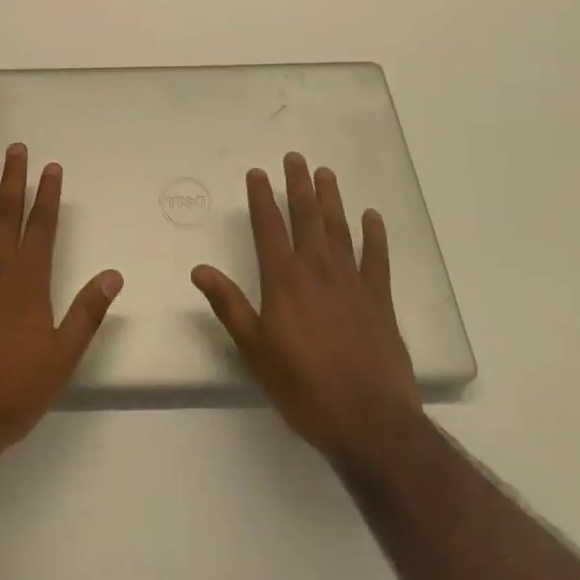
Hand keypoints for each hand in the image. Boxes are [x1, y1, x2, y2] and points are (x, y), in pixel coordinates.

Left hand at [0, 143, 122, 450]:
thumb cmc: (12, 391)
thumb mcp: (62, 358)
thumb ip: (87, 312)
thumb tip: (113, 275)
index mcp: (29, 280)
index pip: (41, 225)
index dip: (47, 194)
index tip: (51, 167)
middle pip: (7, 212)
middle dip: (15, 178)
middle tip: (16, 148)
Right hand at [192, 152, 419, 463]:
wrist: (370, 422)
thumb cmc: (304, 388)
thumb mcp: (255, 351)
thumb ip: (229, 306)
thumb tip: (200, 269)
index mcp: (284, 280)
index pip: (269, 226)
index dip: (261, 197)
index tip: (258, 173)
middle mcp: (317, 269)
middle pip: (306, 216)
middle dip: (298, 185)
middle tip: (296, 158)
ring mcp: (352, 281)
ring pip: (339, 228)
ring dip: (331, 199)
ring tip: (325, 173)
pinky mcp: (380, 299)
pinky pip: (377, 258)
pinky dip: (374, 235)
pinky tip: (372, 217)